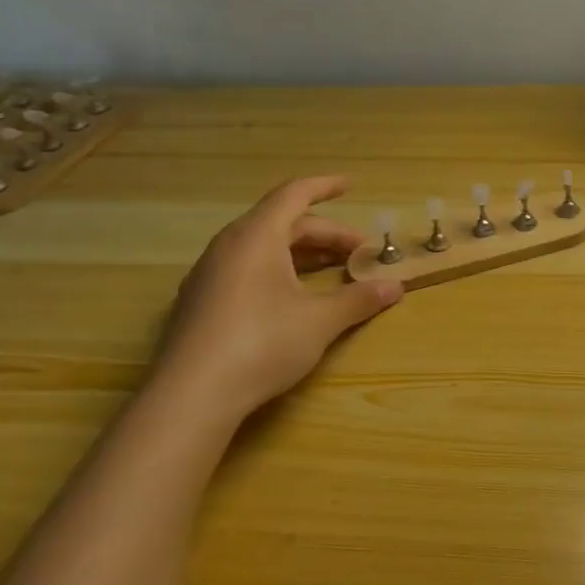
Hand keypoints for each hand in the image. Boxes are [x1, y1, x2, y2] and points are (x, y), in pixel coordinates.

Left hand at [154, 177, 402, 418]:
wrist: (189, 399)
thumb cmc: (261, 344)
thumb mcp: (320, 321)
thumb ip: (358, 299)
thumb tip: (395, 287)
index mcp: (256, 236)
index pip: (294, 194)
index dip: (325, 187)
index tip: (351, 185)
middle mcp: (228, 246)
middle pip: (282, 223)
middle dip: (324, 233)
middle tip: (358, 252)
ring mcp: (208, 275)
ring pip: (261, 247)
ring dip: (301, 253)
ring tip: (330, 270)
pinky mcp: (198, 303)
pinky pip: (244, 268)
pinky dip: (276, 270)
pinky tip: (291, 297)